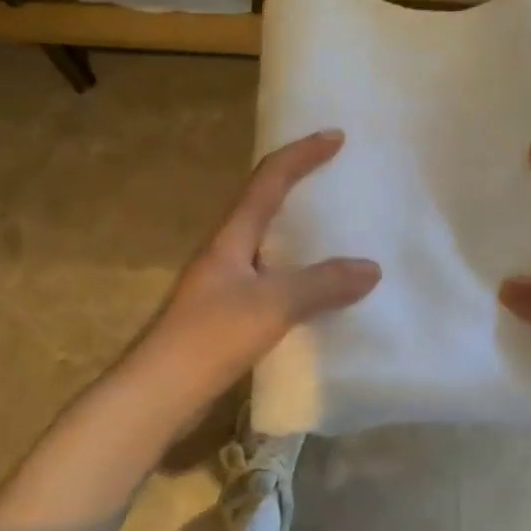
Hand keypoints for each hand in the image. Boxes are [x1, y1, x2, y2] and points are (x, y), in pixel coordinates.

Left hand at [133, 130, 379, 414]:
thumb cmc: (211, 337)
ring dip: (299, 234)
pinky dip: (298, 276)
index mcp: (231, 237)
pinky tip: (318, 294)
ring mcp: (224, 285)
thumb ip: (322, 284)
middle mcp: (226, 253)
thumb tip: (371, 268)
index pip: (268, 180)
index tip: (335, 137)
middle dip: (299, 186)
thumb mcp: (273, 305)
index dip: (301, 155)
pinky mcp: (227, 316)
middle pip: (264, 205)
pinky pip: (271, 281)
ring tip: (336, 233)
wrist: (159, 394)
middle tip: (337, 180)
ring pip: (268, 246)